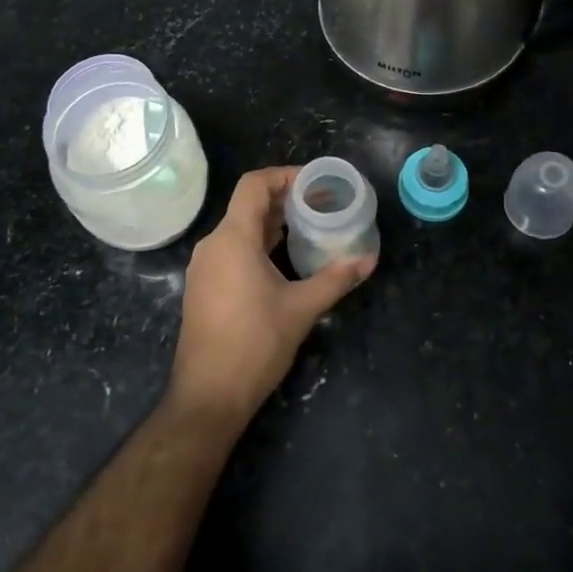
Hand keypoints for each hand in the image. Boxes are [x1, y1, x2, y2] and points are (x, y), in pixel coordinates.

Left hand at [168, 166, 375, 426]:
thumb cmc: (255, 344)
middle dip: (285, 200)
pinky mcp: (203, 287)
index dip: (285, 175)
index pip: (254, 185)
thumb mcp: (302, 309)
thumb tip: (369, 260)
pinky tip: (283, 259)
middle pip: (248, 205)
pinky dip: (258, 243)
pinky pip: (232, 250)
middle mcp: (213, 245)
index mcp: (233, 238)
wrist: (208, 396)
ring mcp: (204, 267)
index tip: (316, 182)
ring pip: (239, 228)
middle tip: (322, 204)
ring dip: (273, 223)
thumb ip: (336, 279)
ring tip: (309, 228)